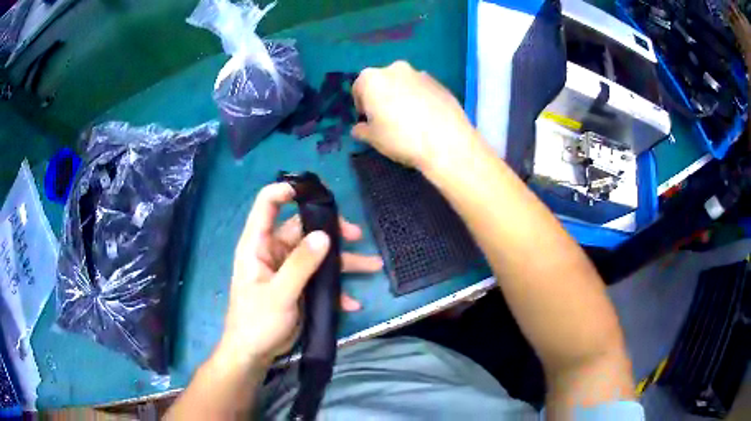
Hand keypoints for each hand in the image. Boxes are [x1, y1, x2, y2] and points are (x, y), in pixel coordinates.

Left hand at [217, 183, 382, 366]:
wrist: (255, 353)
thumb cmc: (257, 321)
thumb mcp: (279, 294)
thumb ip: (301, 265)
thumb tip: (325, 235)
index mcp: (258, 244)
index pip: (267, 204)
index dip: (286, 191)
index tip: (314, 192)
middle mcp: (274, 251)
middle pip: (303, 228)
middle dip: (332, 232)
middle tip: (357, 236)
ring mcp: (288, 269)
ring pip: (318, 254)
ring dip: (344, 261)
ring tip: (373, 265)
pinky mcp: (299, 286)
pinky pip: (321, 278)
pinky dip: (337, 288)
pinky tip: (352, 303)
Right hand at [351, 61, 478, 169]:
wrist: (446, 141)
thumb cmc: (400, 137)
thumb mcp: (373, 138)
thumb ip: (362, 130)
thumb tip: (359, 128)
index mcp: (372, 78)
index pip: (359, 88)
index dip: (361, 105)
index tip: (367, 120)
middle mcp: (395, 69)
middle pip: (382, 82)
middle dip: (382, 96)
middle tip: (387, 118)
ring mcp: (420, 73)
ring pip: (404, 84)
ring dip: (402, 96)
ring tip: (409, 119)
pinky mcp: (440, 83)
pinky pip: (422, 89)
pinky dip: (420, 99)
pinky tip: (426, 118)